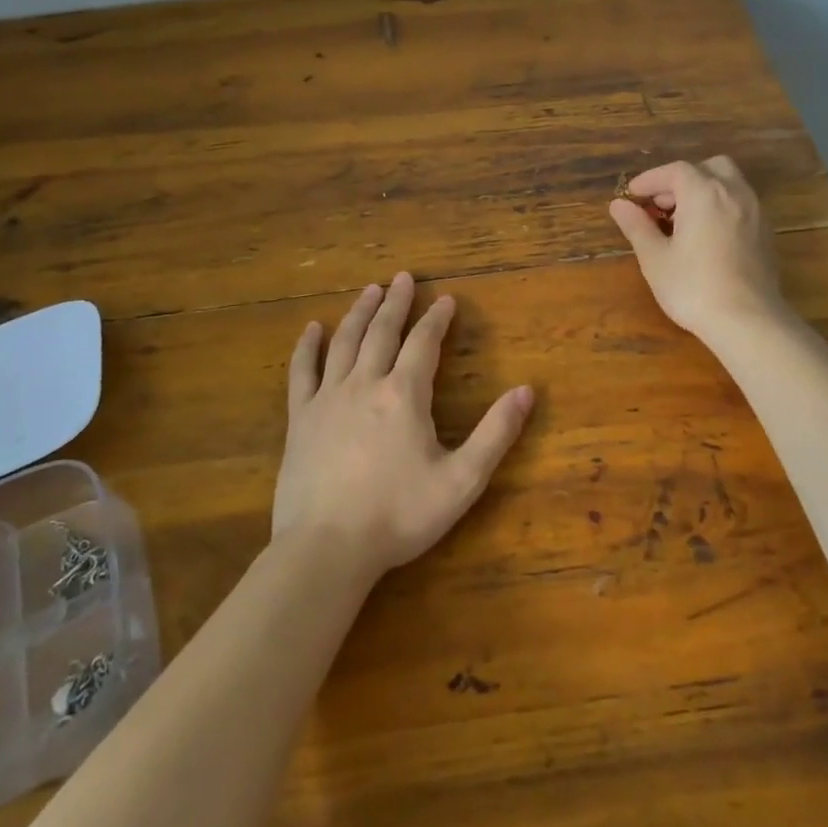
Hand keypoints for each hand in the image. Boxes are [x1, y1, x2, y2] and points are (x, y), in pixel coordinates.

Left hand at [275, 272, 533, 579]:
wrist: (326, 549)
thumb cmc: (399, 516)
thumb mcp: (462, 480)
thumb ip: (496, 433)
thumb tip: (527, 391)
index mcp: (404, 395)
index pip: (423, 343)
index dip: (436, 318)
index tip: (446, 299)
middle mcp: (365, 384)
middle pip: (382, 331)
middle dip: (396, 302)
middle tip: (403, 277)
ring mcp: (327, 399)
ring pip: (344, 342)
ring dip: (359, 312)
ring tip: (370, 290)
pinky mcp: (300, 420)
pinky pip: (302, 372)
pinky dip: (307, 347)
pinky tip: (312, 330)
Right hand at [607, 156, 784, 336]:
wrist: (748, 320)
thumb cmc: (693, 287)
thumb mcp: (655, 258)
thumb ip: (636, 226)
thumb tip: (618, 205)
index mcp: (704, 193)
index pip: (674, 171)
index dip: (651, 179)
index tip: (632, 195)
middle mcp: (734, 193)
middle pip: (708, 168)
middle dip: (681, 180)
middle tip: (661, 205)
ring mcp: (755, 212)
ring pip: (729, 185)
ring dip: (703, 192)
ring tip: (682, 222)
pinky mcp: (766, 234)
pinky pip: (740, 205)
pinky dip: (721, 208)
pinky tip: (707, 238)